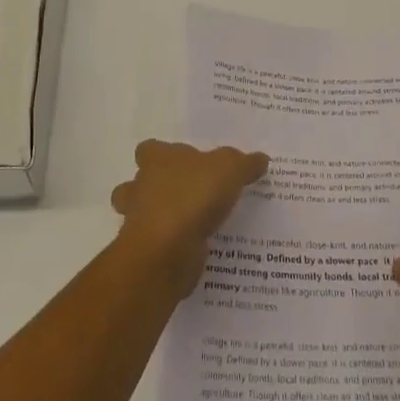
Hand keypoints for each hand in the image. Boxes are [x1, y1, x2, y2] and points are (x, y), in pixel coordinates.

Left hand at [110, 140, 268, 296]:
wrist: (167, 251)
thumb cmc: (193, 196)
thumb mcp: (230, 169)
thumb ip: (245, 163)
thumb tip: (260, 159)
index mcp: (157, 159)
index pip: (149, 149)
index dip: (163, 154)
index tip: (184, 163)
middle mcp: (141, 186)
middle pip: (141, 182)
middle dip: (158, 187)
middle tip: (189, 194)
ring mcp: (139, 220)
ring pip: (142, 213)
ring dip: (161, 217)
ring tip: (192, 222)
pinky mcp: (146, 251)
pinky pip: (158, 243)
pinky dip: (172, 245)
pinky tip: (196, 247)